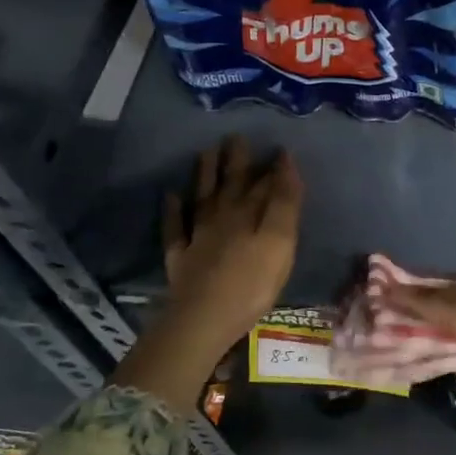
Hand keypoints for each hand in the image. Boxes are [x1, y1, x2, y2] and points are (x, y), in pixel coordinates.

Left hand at [160, 136, 300, 349]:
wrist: (205, 318)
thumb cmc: (252, 283)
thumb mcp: (280, 241)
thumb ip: (284, 203)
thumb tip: (284, 162)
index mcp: (249, 213)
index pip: (264, 183)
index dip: (273, 166)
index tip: (279, 147)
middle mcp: (222, 217)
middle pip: (230, 183)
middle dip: (235, 160)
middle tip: (235, 136)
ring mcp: (198, 236)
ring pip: (202, 197)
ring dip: (204, 174)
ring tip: (205, 152)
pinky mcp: (181, 257)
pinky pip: (175, 228)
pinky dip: (173, 210)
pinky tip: (171, 196)